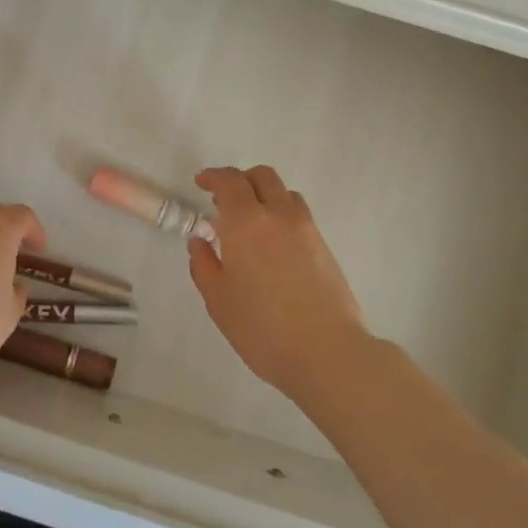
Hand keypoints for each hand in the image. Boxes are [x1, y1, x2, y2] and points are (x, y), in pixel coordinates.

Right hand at [188, 166, 369, 397]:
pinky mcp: (324, 246)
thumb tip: (200, 242)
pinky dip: (281, 215)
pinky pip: (299, 215)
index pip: (230, 181)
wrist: (327, 351)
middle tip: (224, 201)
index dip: (214, 176)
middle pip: (262, 176)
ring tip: (251, 223)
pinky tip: (273, 245)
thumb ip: (204, 265)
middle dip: (241, 180)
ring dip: (265, 195)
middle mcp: (278, 214)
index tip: (201, 183)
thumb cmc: (262, 327)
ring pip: (284, 193)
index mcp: (246, 222)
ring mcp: (306, 228)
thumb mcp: (218, 300)